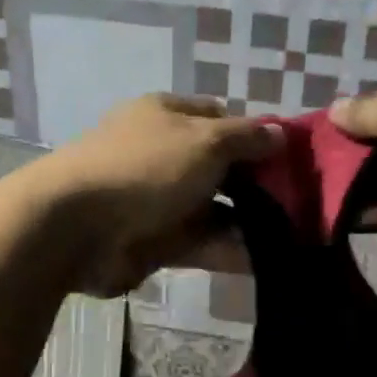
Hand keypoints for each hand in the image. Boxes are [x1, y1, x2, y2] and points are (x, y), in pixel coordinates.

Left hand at [39, 94, 279, 294]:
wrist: (77, 226)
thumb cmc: (145, 168)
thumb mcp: (204, 141)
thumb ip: (246, 138)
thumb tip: (281, 133)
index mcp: (167, 116)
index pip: (219, 116)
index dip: (254, 134)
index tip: (289, 158)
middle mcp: (163, 154)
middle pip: (219, 166)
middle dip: (256, 184)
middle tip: (299, 203)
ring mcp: (157, 199)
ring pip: (212, 208)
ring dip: (247, 221)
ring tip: (290, 237)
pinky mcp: (154, 240)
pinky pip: (200, 242)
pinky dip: (227, 250)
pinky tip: (263, 260)